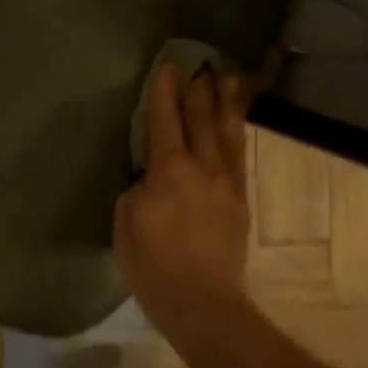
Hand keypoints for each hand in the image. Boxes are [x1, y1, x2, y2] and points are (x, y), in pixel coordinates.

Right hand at [114, 64, 251, 330]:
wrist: (203, 303)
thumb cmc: (153, 265)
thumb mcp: (126, 222)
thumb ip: (138, 191)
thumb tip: (151, 179)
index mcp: (170, 171)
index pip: (165, 121)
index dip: (164, 92)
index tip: (167, 67)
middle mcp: (203, 168)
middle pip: (201, 120)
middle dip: (199, 90)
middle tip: (200, 65)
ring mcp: (226, 184)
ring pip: (227, 134)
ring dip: (226, 105)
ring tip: (229, 81)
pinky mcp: (240, 202)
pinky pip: (238, 157)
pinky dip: (236, 134)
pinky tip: (235, 126)